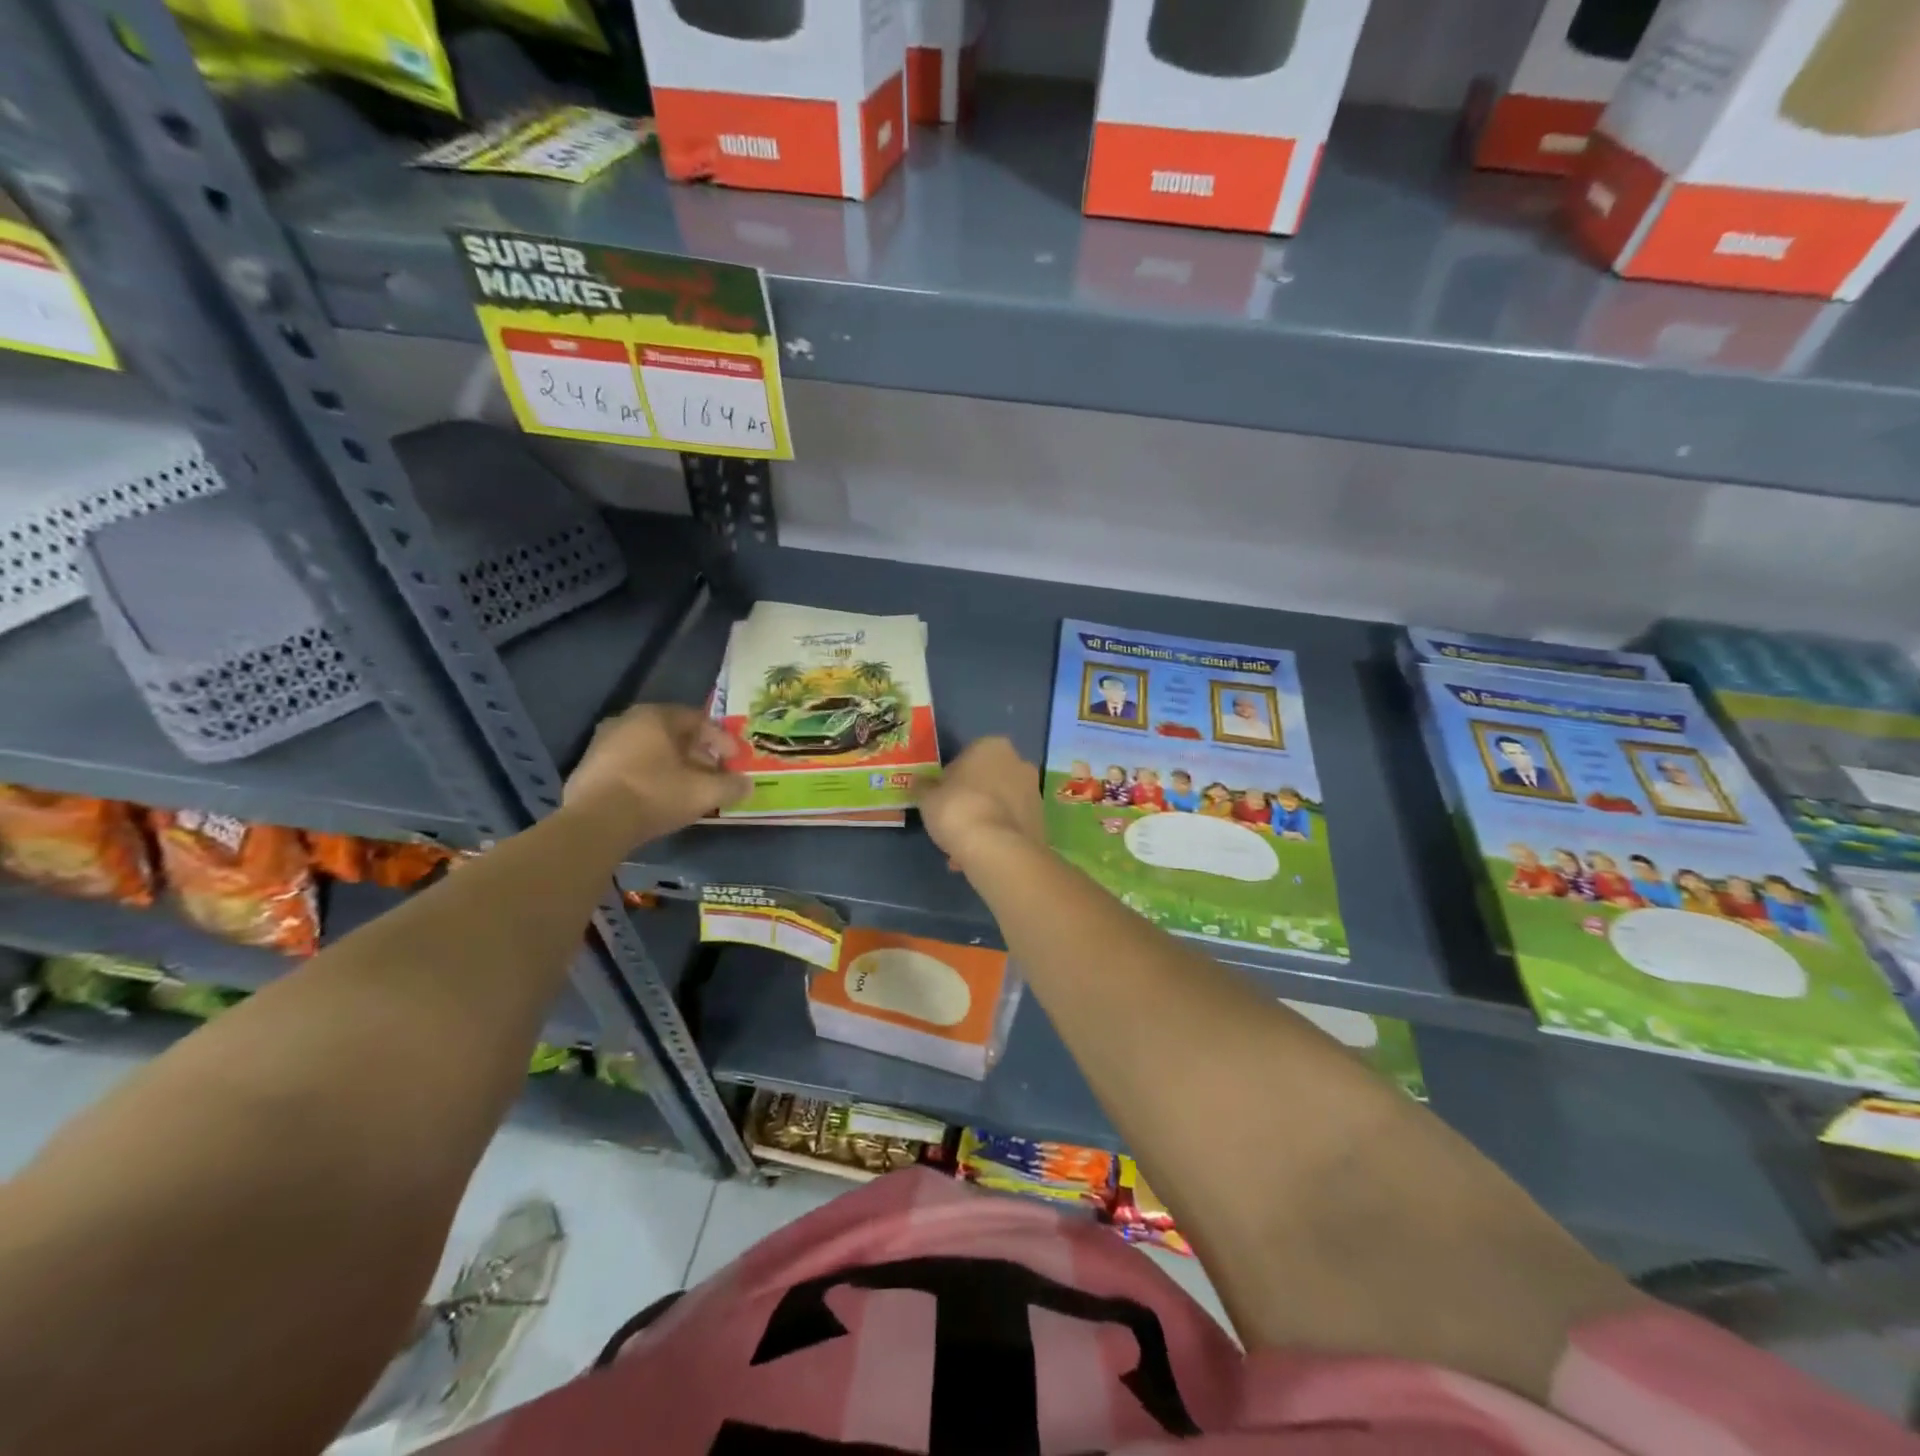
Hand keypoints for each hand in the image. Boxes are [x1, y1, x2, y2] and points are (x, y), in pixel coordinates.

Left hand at [564, 704, 748, 835]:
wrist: (595, 823)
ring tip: (688, 788)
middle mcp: (627, 720)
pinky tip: (658, 797)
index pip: (698, 720)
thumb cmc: (655, 794)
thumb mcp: (704, 792)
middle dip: (698, 754)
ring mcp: (602, 743)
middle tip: (714, 774)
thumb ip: (731, 786)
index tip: (735, 760)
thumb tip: (747, 784)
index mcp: (655, 716)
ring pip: (650, 749)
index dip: (722, 740)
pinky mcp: (588, 767)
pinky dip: (649, 775)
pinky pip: (629, 764)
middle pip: (673, 734)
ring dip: (673, 765)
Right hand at [917, 737, 1044, 868]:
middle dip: (972, 800)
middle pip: (988, 780)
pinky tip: (978, 856)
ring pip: (1000, 805)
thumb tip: (922, 784)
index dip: (951, 779)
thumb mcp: (927, 797)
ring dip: (985, 820)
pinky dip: (997, 837)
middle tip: (952, 823)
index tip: (941, 799)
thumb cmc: (958, 810)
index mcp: (992, 745)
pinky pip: (1010, 825)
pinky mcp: (1040, 821)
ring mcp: (1034, 792)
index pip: (966, 757)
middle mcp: (1019, 762)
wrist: (997, 849)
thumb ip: (925, 787)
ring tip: (963, 848)